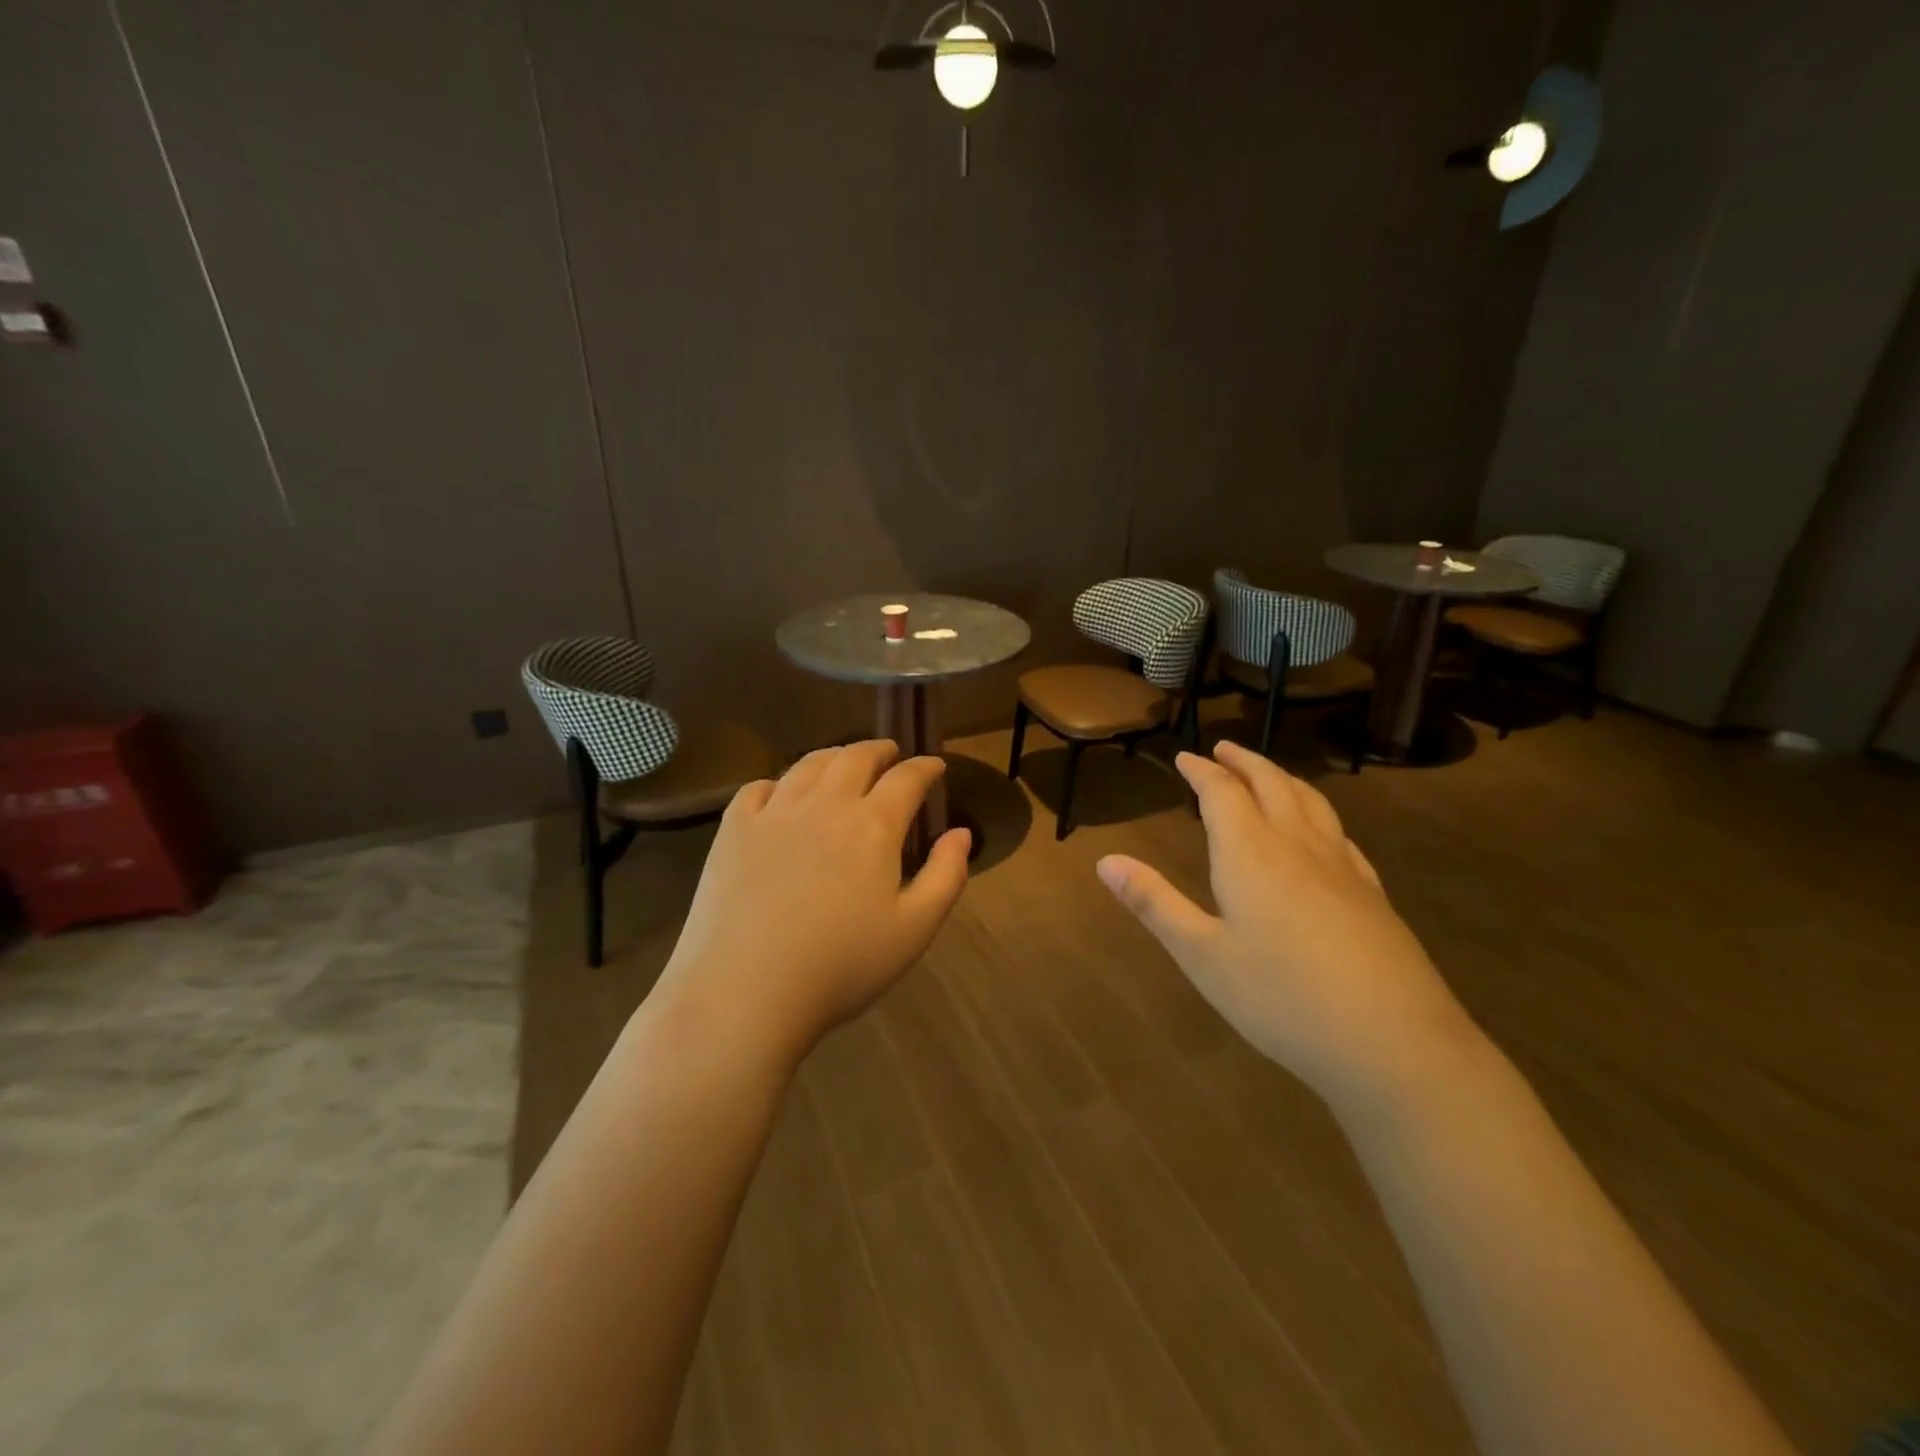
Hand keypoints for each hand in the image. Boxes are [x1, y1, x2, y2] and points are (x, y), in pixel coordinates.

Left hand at [653, 740, 970, 1065]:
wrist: (745, 992)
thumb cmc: (841, 966)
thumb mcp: (915, 930)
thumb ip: (946, 876)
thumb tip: (961, 833)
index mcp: (873, 825)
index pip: (907, 778)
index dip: (926, 767)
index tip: (935, 766)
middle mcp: (824, 804)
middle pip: (855, 758)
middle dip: (880, 750)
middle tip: (890, 754)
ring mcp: (774, 813)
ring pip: (808, 765)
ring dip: (834, 757)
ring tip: (843, 763)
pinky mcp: (734, 830)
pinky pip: (758, 788)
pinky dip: (779, 782)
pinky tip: (782, 794)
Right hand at [1096, 741, 1475, 1107]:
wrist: (1392, 1042)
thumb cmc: (1280, 997)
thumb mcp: (1202, 955)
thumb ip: (1154, 903)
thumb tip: (1105, 861)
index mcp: (1250, 854)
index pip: (1222, 793)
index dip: (1201, 771)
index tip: (1185, 757)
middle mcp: (1297, 846)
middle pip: (1271, 784)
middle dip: (1244, 762)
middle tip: (1223, 749)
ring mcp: (1342, 868)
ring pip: (1311, 802)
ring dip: (1283, 778)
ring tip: (1268, 774)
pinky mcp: (1373, 894)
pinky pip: (1339, 833)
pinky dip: (1318, 814)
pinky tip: (1321, 831)